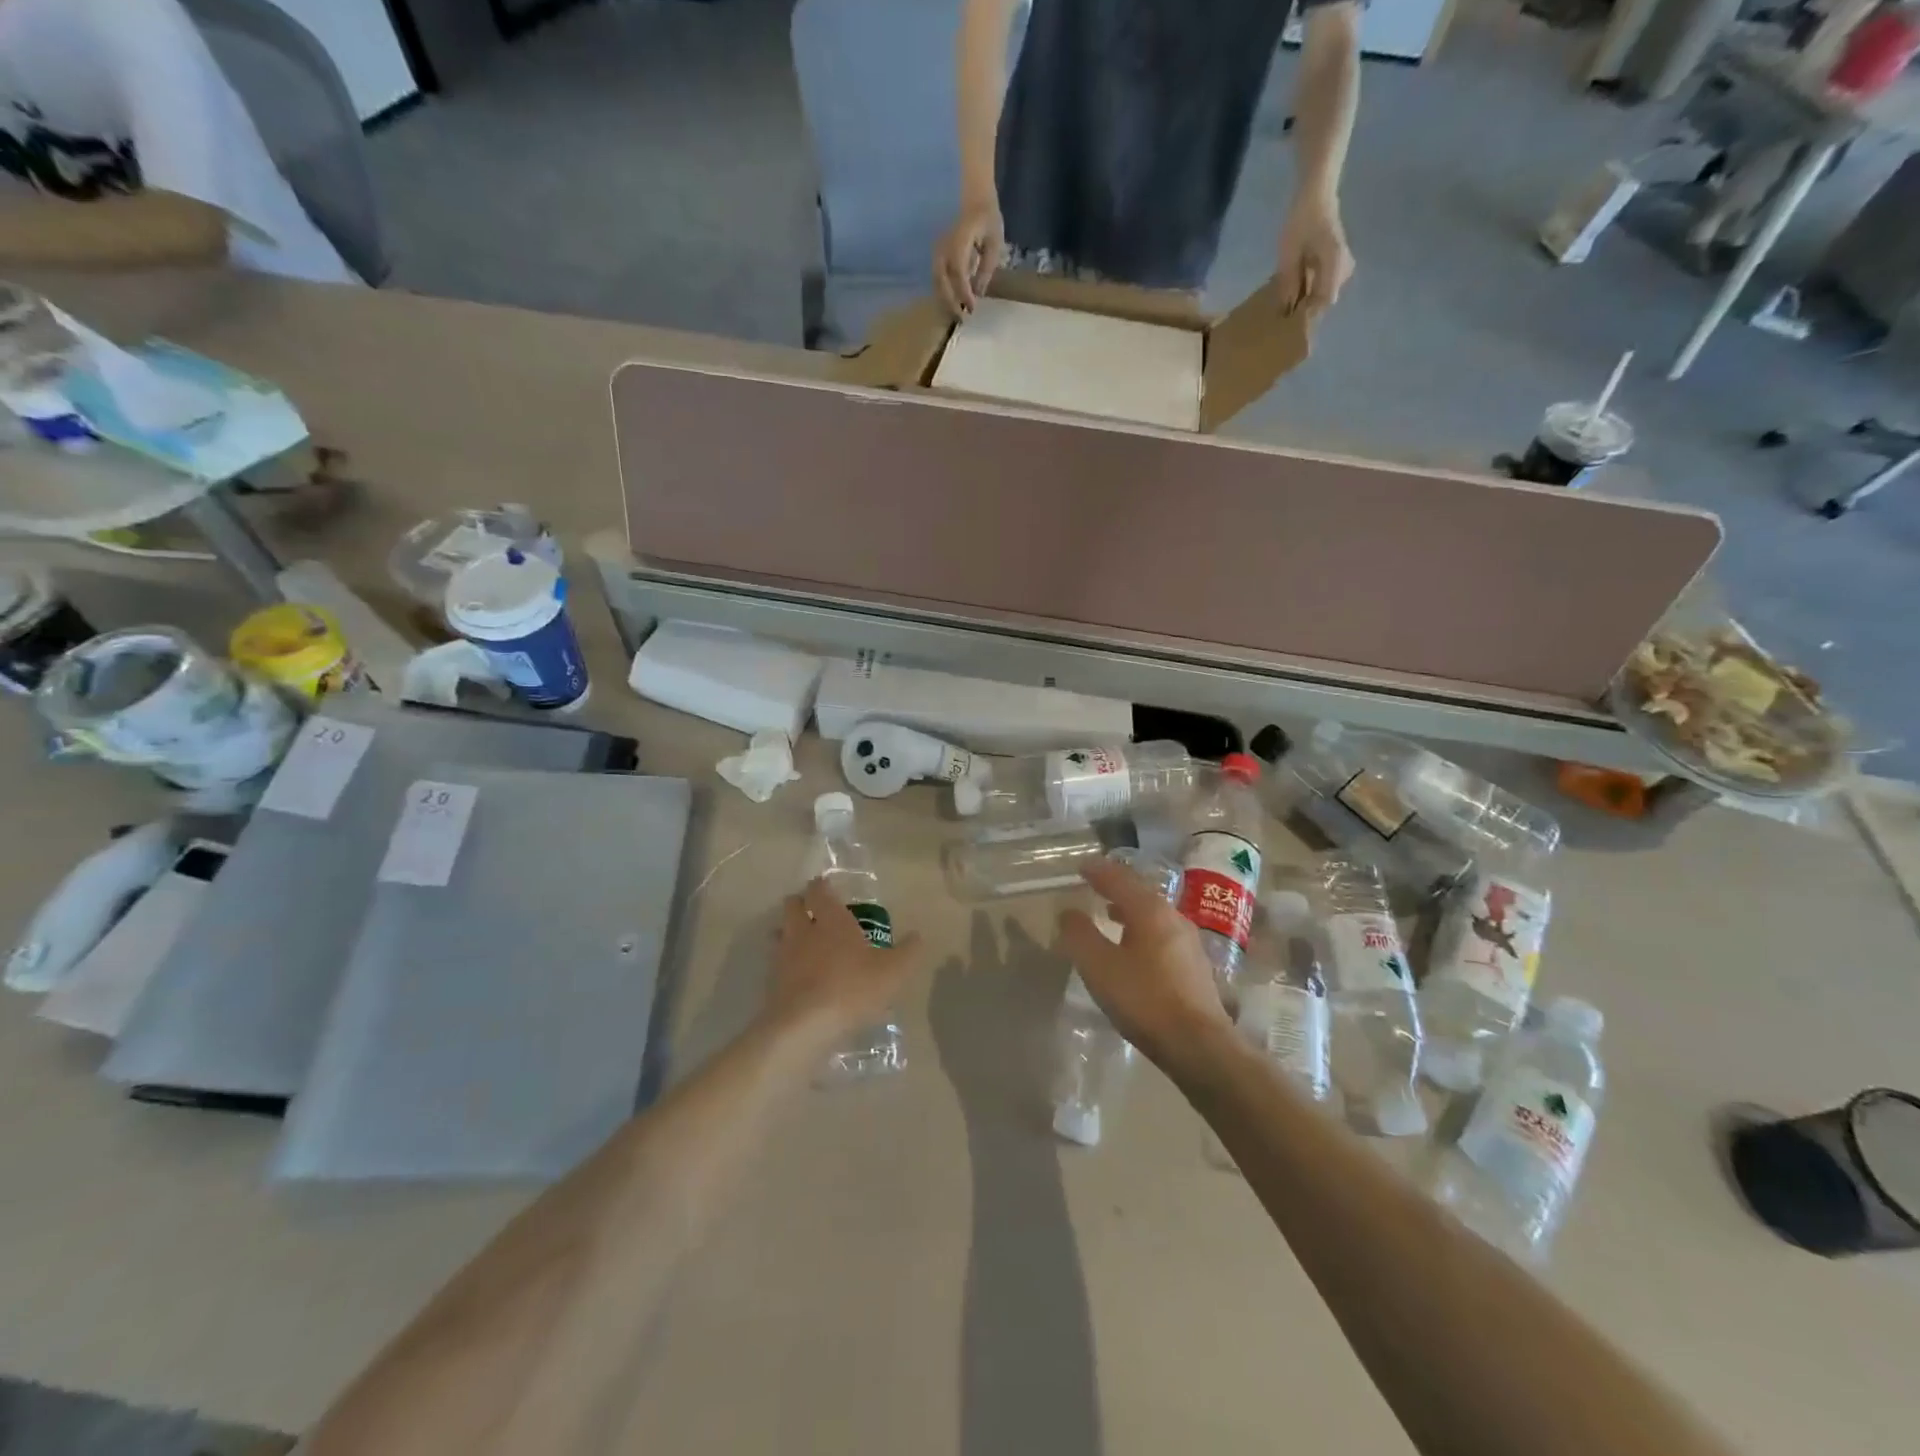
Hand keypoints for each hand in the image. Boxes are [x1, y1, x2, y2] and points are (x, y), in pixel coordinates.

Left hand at [768, 880, 923, 1039]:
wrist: (804, 1027)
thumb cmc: (852, 988)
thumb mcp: (893, 971)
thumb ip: (908, 952)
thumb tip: (918, 936)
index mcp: (832, 920)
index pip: (819, 891)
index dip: (821, 886)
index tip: (825, 886)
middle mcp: (803, 931)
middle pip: (792, 906)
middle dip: (800, 904)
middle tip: (813, 911)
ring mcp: (783, 957)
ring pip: (780, 934)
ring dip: (788, 933)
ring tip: (803, 943)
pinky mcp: (771, 983)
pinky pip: (776, 964)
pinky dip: (785, 965)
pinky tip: (799, 978)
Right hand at [934, 195, 1005, 315]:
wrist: (971, 192)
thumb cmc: (986, 216)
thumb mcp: (994, 241)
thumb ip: (986, 267)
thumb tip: (979, 293)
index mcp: (959, 241)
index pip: (958, 273)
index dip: (964, 293)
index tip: (972, 309)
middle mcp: (943, 246)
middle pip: (942, 281)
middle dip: (951, 302)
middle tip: (962, 318)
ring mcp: (937, 248)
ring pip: (936, 280)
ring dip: (945, 299)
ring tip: (956, 312)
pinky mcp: (936, 252)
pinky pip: (937, 274)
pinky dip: (943, 290)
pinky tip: (952, 299)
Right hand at [1052, 859, 1232, 1074]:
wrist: (1199, 1045)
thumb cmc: (1145, 1000)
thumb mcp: (1100, 967)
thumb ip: (1080, 936)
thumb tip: (1068, 913)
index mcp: (1150, 911)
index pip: (1120, 879)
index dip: (1098, 871)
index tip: (1081, 866)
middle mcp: (1173, 918)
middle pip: (1140, 893)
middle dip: (1116, 888)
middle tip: (1095, 885)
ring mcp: (1189, 942)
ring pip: (1153, 915)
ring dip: (1130, 910)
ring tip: (1111, 914)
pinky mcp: (1195, 966)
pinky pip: (1162, 934)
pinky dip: (1142, 930)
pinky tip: (1134, 948)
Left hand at [1276, 195, 1353, 313]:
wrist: (1316, 194)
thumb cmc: (1301, 220)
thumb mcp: (1289, 254)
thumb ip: (1288, 282)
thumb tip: (1285, 309)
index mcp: (1336, 264)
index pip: (1324, 301)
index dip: (1307, 316)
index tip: (1289, 325)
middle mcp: (1344, 267)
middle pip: (1324, 299)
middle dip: (1305, 309)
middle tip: (1283, 319)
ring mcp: (1343, 264)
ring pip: (1323, 293)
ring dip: (1306, 300)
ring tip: (1286, 306)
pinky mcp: (1337, 262)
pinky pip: (1323, 283)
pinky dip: (1309, 289)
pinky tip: (1294, 291)